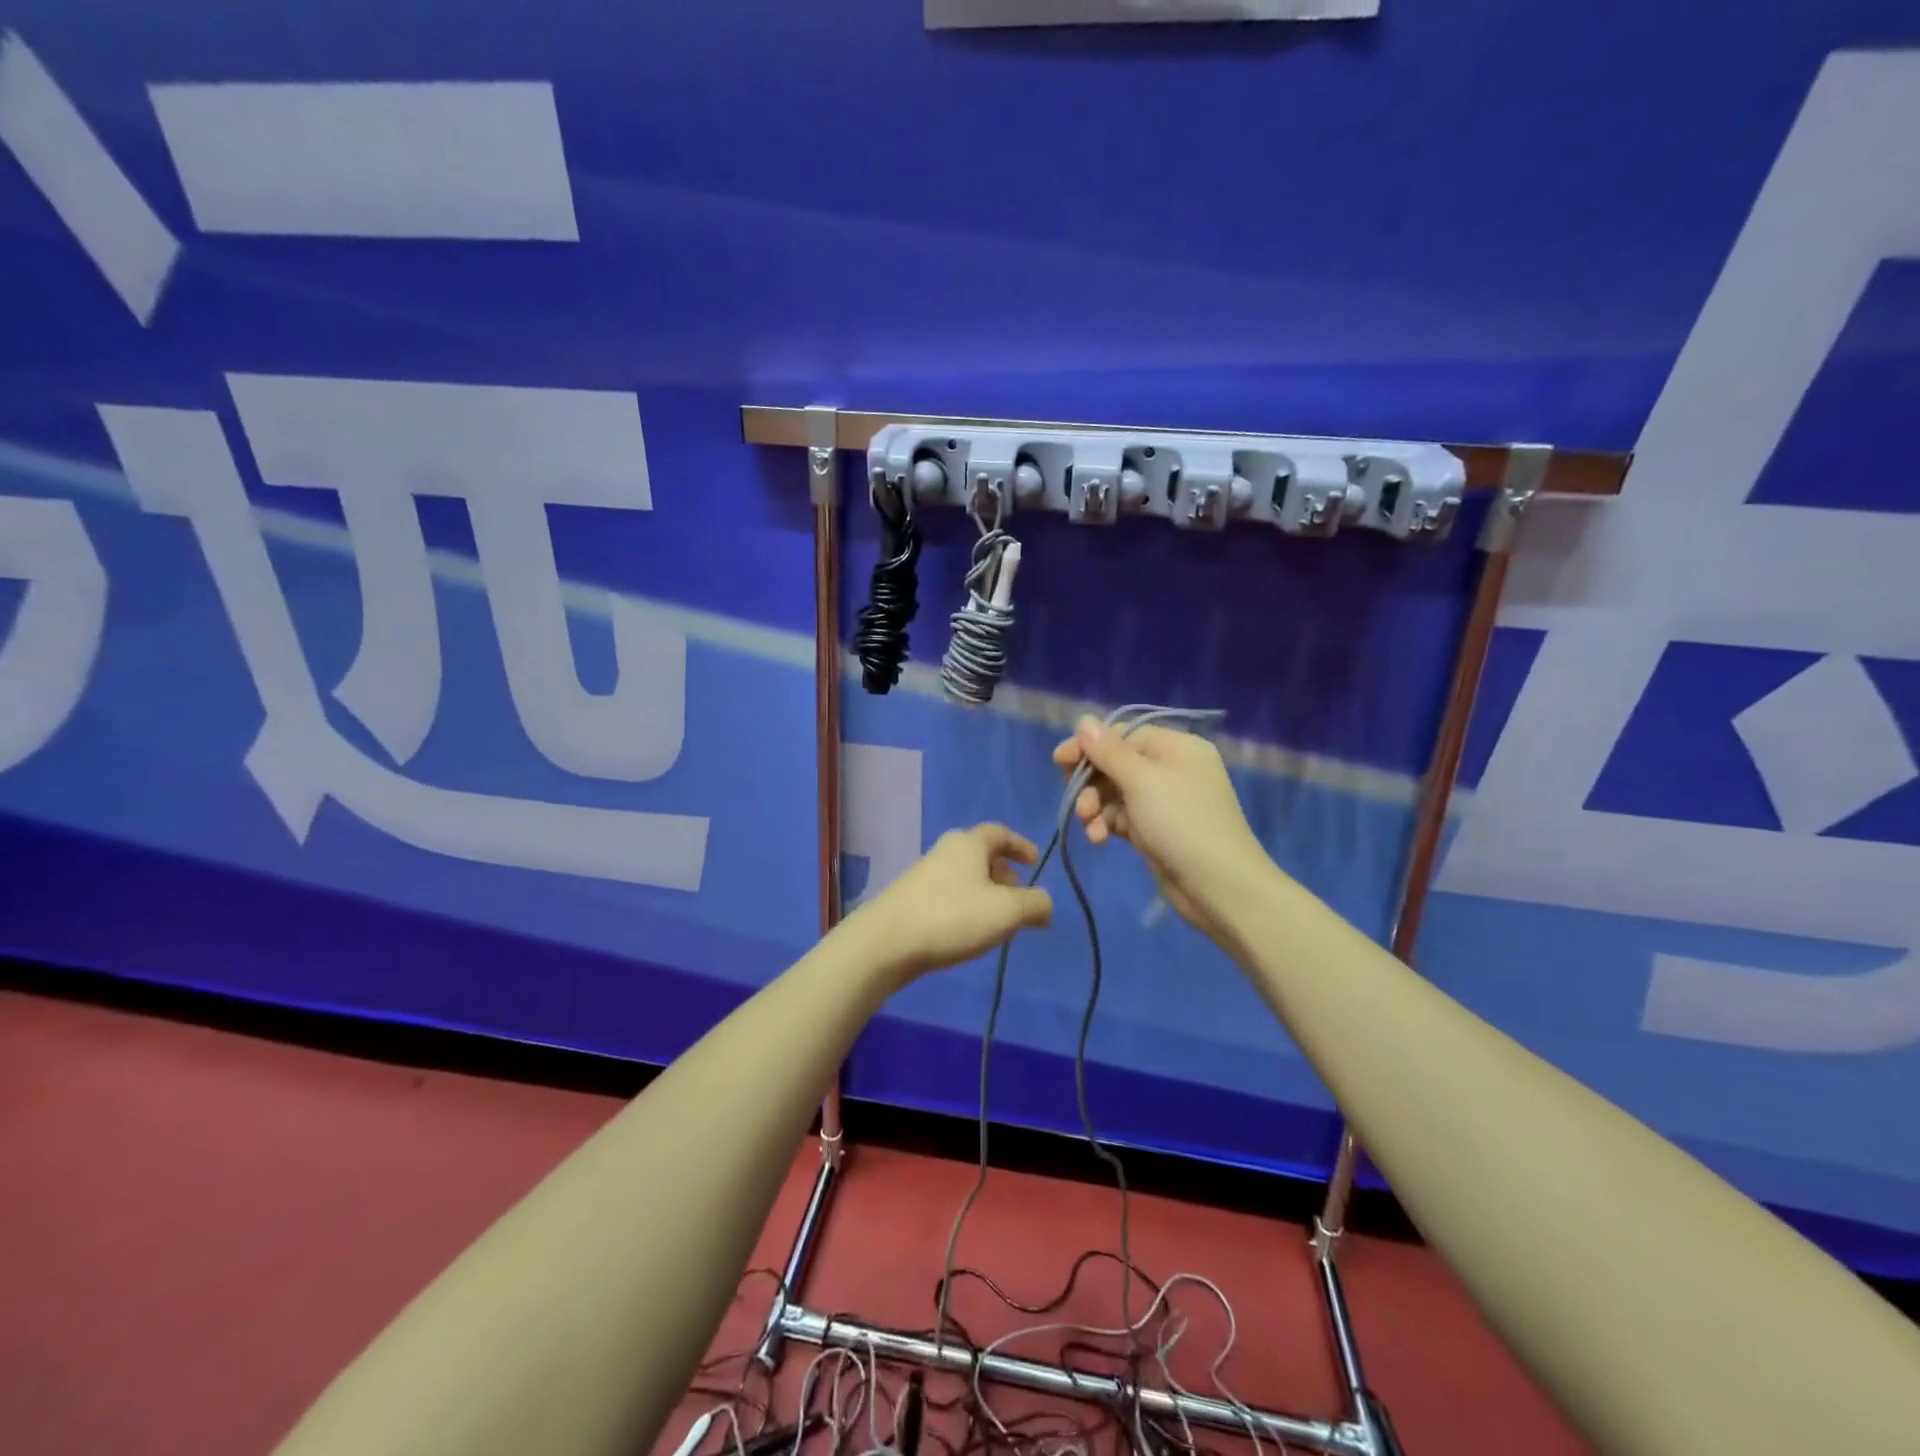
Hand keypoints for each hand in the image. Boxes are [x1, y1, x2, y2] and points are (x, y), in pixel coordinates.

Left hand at [851, 824, 1053, 980]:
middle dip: (1003, 873)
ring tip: (997, 921)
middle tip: (1019, 898)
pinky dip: (965, 905)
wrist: (887, 941)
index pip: (1000, 832)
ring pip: (964, 876)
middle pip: (981, 854)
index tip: (1034, 863)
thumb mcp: (1007, 912)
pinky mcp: (910, 898)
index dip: (1021, 845)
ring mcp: (924, 873)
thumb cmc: (953, 917)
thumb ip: (1035, 905)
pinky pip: (948, 894)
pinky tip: (968, 932)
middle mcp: (945, 851)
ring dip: (985, 892)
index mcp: (969, 843)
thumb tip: (1045, 904)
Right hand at [1051, 716, 1266, 941]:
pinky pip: (1120, 817)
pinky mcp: (1154, 830)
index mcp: (1175, 747)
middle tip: (1076, 802)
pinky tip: (1099, 839)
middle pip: (1115, 764)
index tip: (1059, 760)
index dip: (1089, 746)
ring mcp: (1162, 801)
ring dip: (1095, 807)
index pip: (1122, 735)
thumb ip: (1109, 750)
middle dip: (1090, 782)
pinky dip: (1106, 825)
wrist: (1219, 887)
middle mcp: (1170, 769)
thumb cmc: (1182, 822)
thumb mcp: (1142, 781)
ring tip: (1089, 825)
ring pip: (1114, 793)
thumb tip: (1084, 720)